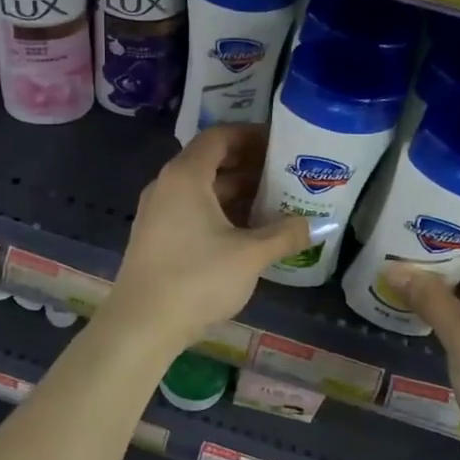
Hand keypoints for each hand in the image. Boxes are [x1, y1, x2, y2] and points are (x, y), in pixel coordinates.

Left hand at [103, 126, 313, 346]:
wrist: (142, 325)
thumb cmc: (197, 279)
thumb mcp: (249, 255)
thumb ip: (285, 234)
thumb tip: (317, 225)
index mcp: (185, 176)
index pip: (218, 137)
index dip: (249, 135)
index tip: (279, 143)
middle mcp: (166, 185)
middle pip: (209, 161)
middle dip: (247, 165)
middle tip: (283, 173)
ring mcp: (157, 212)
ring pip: (200, 188)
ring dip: (234, 191)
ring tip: (271, 202)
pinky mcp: (155, 237)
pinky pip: (190, 209)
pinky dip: (218, 211)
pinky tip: (244, 231)